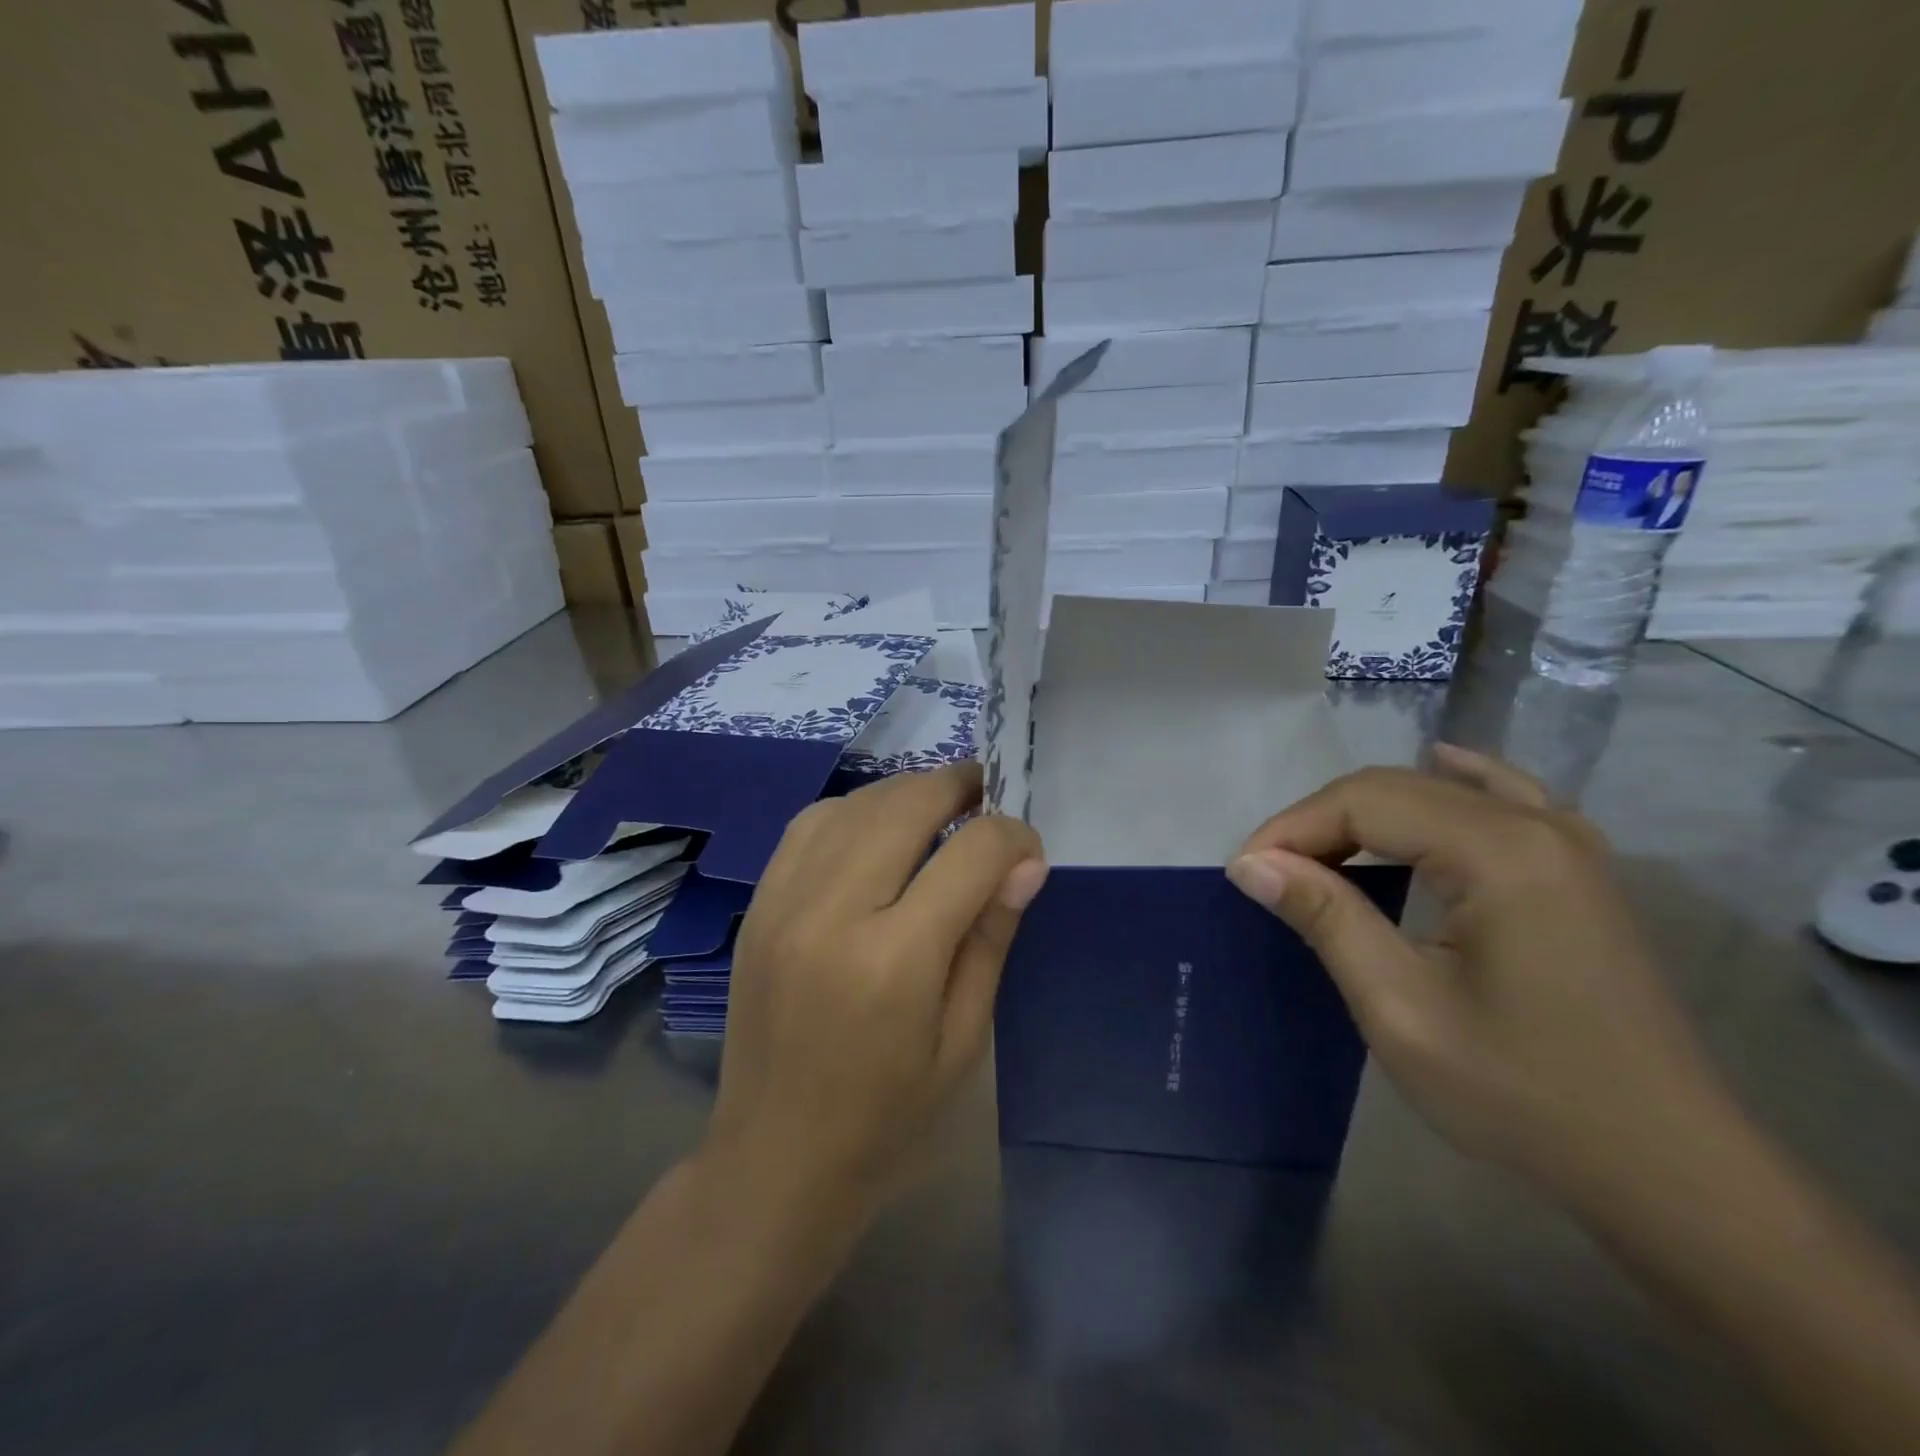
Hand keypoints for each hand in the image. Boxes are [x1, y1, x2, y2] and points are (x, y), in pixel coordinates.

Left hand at [705, 763, 1047, 1210]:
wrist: (774, 1157)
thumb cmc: (886, 1116)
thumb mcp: (963, 1039)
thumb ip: (990, 939)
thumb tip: (1025, 863)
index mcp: (895, 960)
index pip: (971, 854)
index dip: (1013, 838)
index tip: (1029, 853)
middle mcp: (834, 912)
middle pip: (907, 805)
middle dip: (959, 787)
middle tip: (987, 796)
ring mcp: (785, 901)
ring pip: (856, 803)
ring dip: (907, 792)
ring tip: (940, 807)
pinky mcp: (759, 903)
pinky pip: (810, 823)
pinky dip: (854, 809)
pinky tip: (877, 829)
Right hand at [1226, 746, 1733, 1207]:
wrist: (1670, 1171)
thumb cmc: (1523, 1094)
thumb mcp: (1401, 1009)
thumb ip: (1327, 918)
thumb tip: (1252, 864)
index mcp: (1499, 851)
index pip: (1364, 801)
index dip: (1292, 828)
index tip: (1244, 873)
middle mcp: (1537, 826)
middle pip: (1397, 788)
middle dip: (1321, 822)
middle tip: (1270, 873)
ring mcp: (1568, 845)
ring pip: (1440, 792)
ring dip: (1368, 814)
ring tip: (1319, 855)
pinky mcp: (1577, 872)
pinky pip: (1504, 799)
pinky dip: (1454, 784)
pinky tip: (1441, 765)